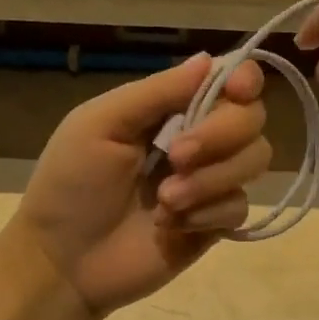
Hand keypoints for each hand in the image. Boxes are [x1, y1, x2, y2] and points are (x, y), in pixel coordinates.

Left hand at [13, 54, 270, 318]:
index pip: (229, 82)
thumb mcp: (100, 124)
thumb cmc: (71, 185)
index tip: (237, 90)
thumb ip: (157, 92)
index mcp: (170, 109)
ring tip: (166, 200)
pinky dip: (208, 212)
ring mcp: (210, 183)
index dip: (244, 80)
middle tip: (175, 158)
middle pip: (251, 118)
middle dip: (219, 135)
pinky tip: (172, 225)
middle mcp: (200, 139)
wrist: (64, 261)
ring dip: (211, 178)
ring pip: (254, 160)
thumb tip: (211, 57)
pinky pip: (239, 206)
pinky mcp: (214, 224)